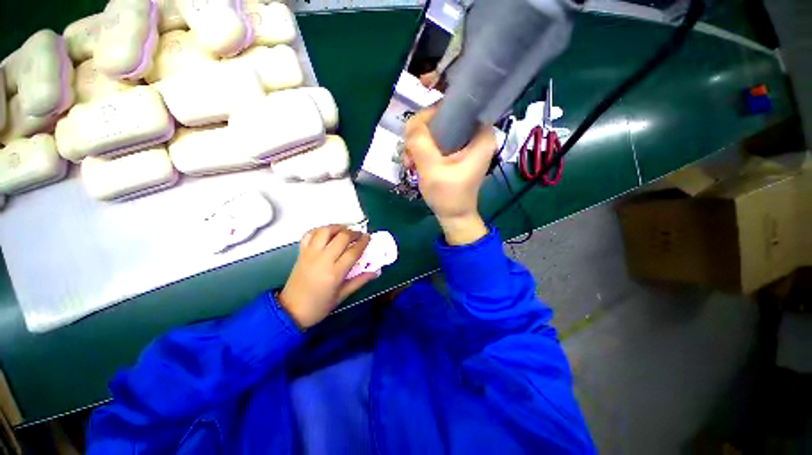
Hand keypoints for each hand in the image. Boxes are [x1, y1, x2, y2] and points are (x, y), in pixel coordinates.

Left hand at [279, 226, 376, 328]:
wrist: (291, 310)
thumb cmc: (319, 305)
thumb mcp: (342, 295)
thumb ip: (360, 281)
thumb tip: (375, 271)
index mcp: (335, 273)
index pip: (353, 251)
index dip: (363, 242)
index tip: (369, 237)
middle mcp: (323, 259)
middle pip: (341, 237)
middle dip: (354, 233)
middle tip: (359, 235)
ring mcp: (310, 254)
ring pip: (325, 231)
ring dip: (338, 227)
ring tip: (345, 230)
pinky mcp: (301, 252)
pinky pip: (310, 234)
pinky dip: (320, 230)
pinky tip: (327, 233)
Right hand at [403, 107, 494, 244]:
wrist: (453, 217)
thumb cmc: (448, 196)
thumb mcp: (431, 168)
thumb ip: (419, 141)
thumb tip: (410, 122)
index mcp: (481, 134)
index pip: (455, 106)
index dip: (432, 114)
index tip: (416, 132)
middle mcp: (476, 135)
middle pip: (444, 118)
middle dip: (422, 134)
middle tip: (410, 153)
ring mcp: (466, 145)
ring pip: (437, 131)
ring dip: (419, 144)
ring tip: (410, 162)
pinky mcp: (457, 153)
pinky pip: (437, 142)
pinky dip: (424, 151)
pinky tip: (414, 163)